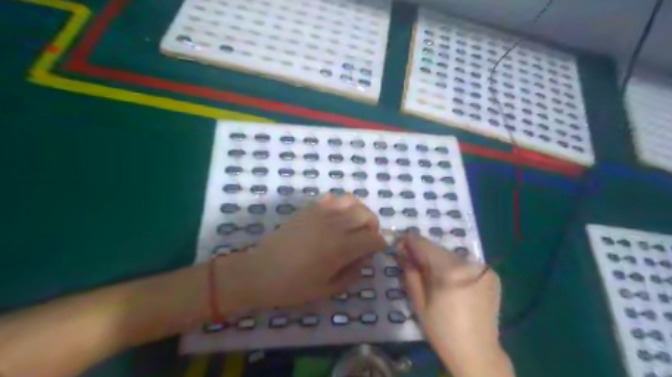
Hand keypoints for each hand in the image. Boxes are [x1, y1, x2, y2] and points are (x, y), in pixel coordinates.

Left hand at [218, 194, 386, 311]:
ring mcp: (321, 213)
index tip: (374, 252)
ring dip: (359, 212)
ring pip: (352, 201)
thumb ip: (352, 274)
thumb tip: (364, 258)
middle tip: (365, 239)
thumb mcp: (328, 289)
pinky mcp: (309, 208)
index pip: (373, 238)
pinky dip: (340, 204)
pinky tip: (335, 217)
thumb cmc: (295, 286)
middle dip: (372, 226)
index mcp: (341, 248)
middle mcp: (335, 225)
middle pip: (366, 215)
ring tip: (353, 225)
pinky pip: (332, 198)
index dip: (379, 245)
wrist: (262, 271)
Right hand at [395, 234, 512, 374]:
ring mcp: (483, 268)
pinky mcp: (491, 276)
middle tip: (412, 262)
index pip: (424, 245)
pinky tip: (451, 283)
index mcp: (449, 270)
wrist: (479, 354)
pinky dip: (455, 268)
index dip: (409, 242)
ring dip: (439, 261)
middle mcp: (468, 263)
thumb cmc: (442, 331)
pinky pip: (466, 265)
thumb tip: (403, 253)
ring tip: (432, 276)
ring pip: (452, 256)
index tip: (399, 244)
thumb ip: (410, 274)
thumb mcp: (418, 303)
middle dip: (423, 253)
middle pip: (438, 249)